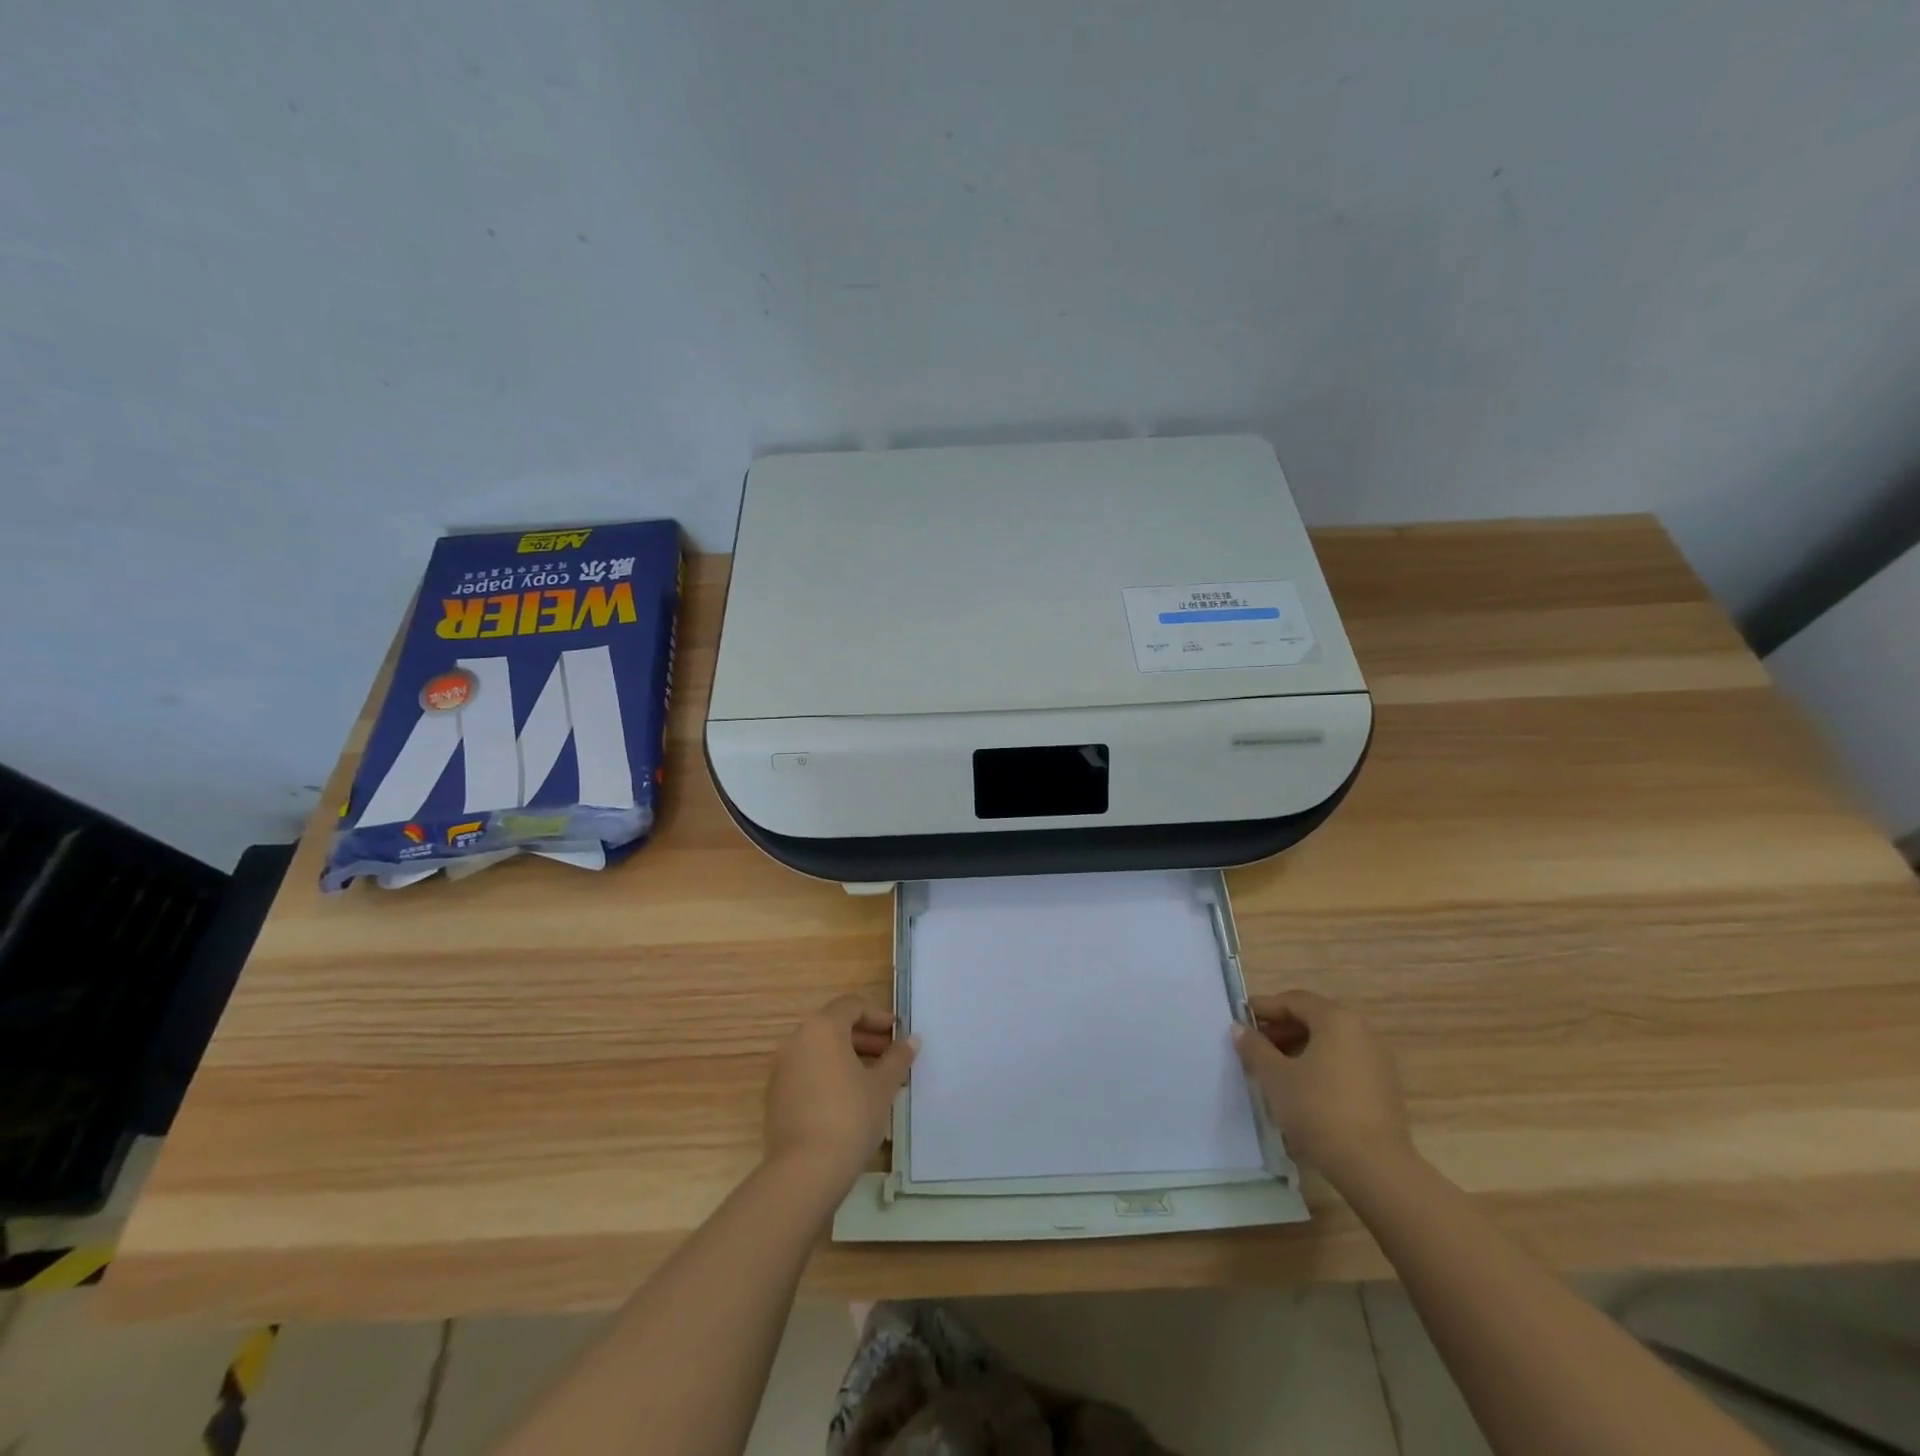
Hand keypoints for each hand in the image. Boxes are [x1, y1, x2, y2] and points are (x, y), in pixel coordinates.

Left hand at [763, 996, 916, 1194]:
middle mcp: (797, 1040)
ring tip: (874, 1080)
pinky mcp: (776, 1097)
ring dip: (848, 1058)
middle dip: (864, 1038)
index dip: (877, 1016)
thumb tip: (911, 1040)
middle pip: (833, 1026)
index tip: (897, 1033)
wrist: (804, 1171)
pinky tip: (850, 1100)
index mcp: (822, 1028)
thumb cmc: (849, 1116)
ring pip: (820, 1051)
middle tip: (890, 1056)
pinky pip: (807, 1073)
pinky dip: (829, 1076)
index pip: (851, 1006)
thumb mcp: (882, 1086)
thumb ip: (898, 1058)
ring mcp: (782, 1069)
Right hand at [1232, 990, 1413, 1188]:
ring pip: (1329, 1043)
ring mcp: (1377, 1061)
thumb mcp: (1275, 1077)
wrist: (1375, 1167)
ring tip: (1273, 1069)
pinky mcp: (1383, 1089)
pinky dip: (1319, 1066)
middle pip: (1314, 1019)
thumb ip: (1254, 1048)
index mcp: (1337, 1020)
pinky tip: (1300, 1089)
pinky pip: (1343, 1064)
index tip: (1240, 1017)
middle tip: (1254, 1044)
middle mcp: (1362, 1032)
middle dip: (1281, 1029)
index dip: (1264, 1007)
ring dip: (1298, 1049)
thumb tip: (1240, 1029)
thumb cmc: (1318, 1110)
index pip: (1294, 1001)